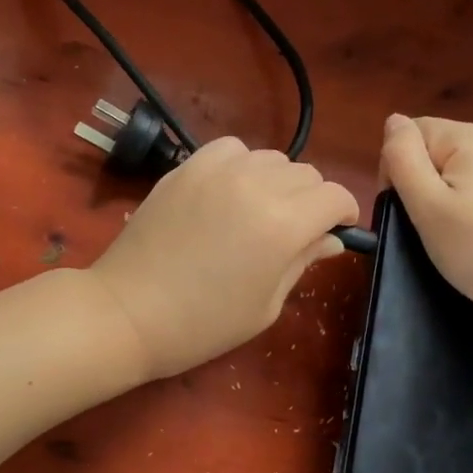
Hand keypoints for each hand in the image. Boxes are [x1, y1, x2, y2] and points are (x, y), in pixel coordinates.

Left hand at [89, 138, 360, 379]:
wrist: (128, 312)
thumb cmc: (202, 324)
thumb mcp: (266, 305)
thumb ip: (302, 262)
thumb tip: (330, 238)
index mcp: (283, 224)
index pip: (335, 196)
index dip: (343, 213)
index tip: (334, 230)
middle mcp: (255, 185)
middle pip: (306, 173)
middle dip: (312, 200)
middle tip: (294, 231)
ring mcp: (216, 171)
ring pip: (271, 157)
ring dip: (277, 180)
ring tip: (259, 210)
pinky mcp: (186, 167)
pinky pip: (230, 149)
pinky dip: (240, 163)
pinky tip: (228, 190)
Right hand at [378, 114, 472, 333]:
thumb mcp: (426, 206)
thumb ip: (402, 156)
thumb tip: (394, 121)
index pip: (414, 133)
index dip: (400, 169)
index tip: (410, 210)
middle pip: (445, 148)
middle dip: (432, 181)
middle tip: (437, 228)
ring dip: (461, 191)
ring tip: (469, 233)